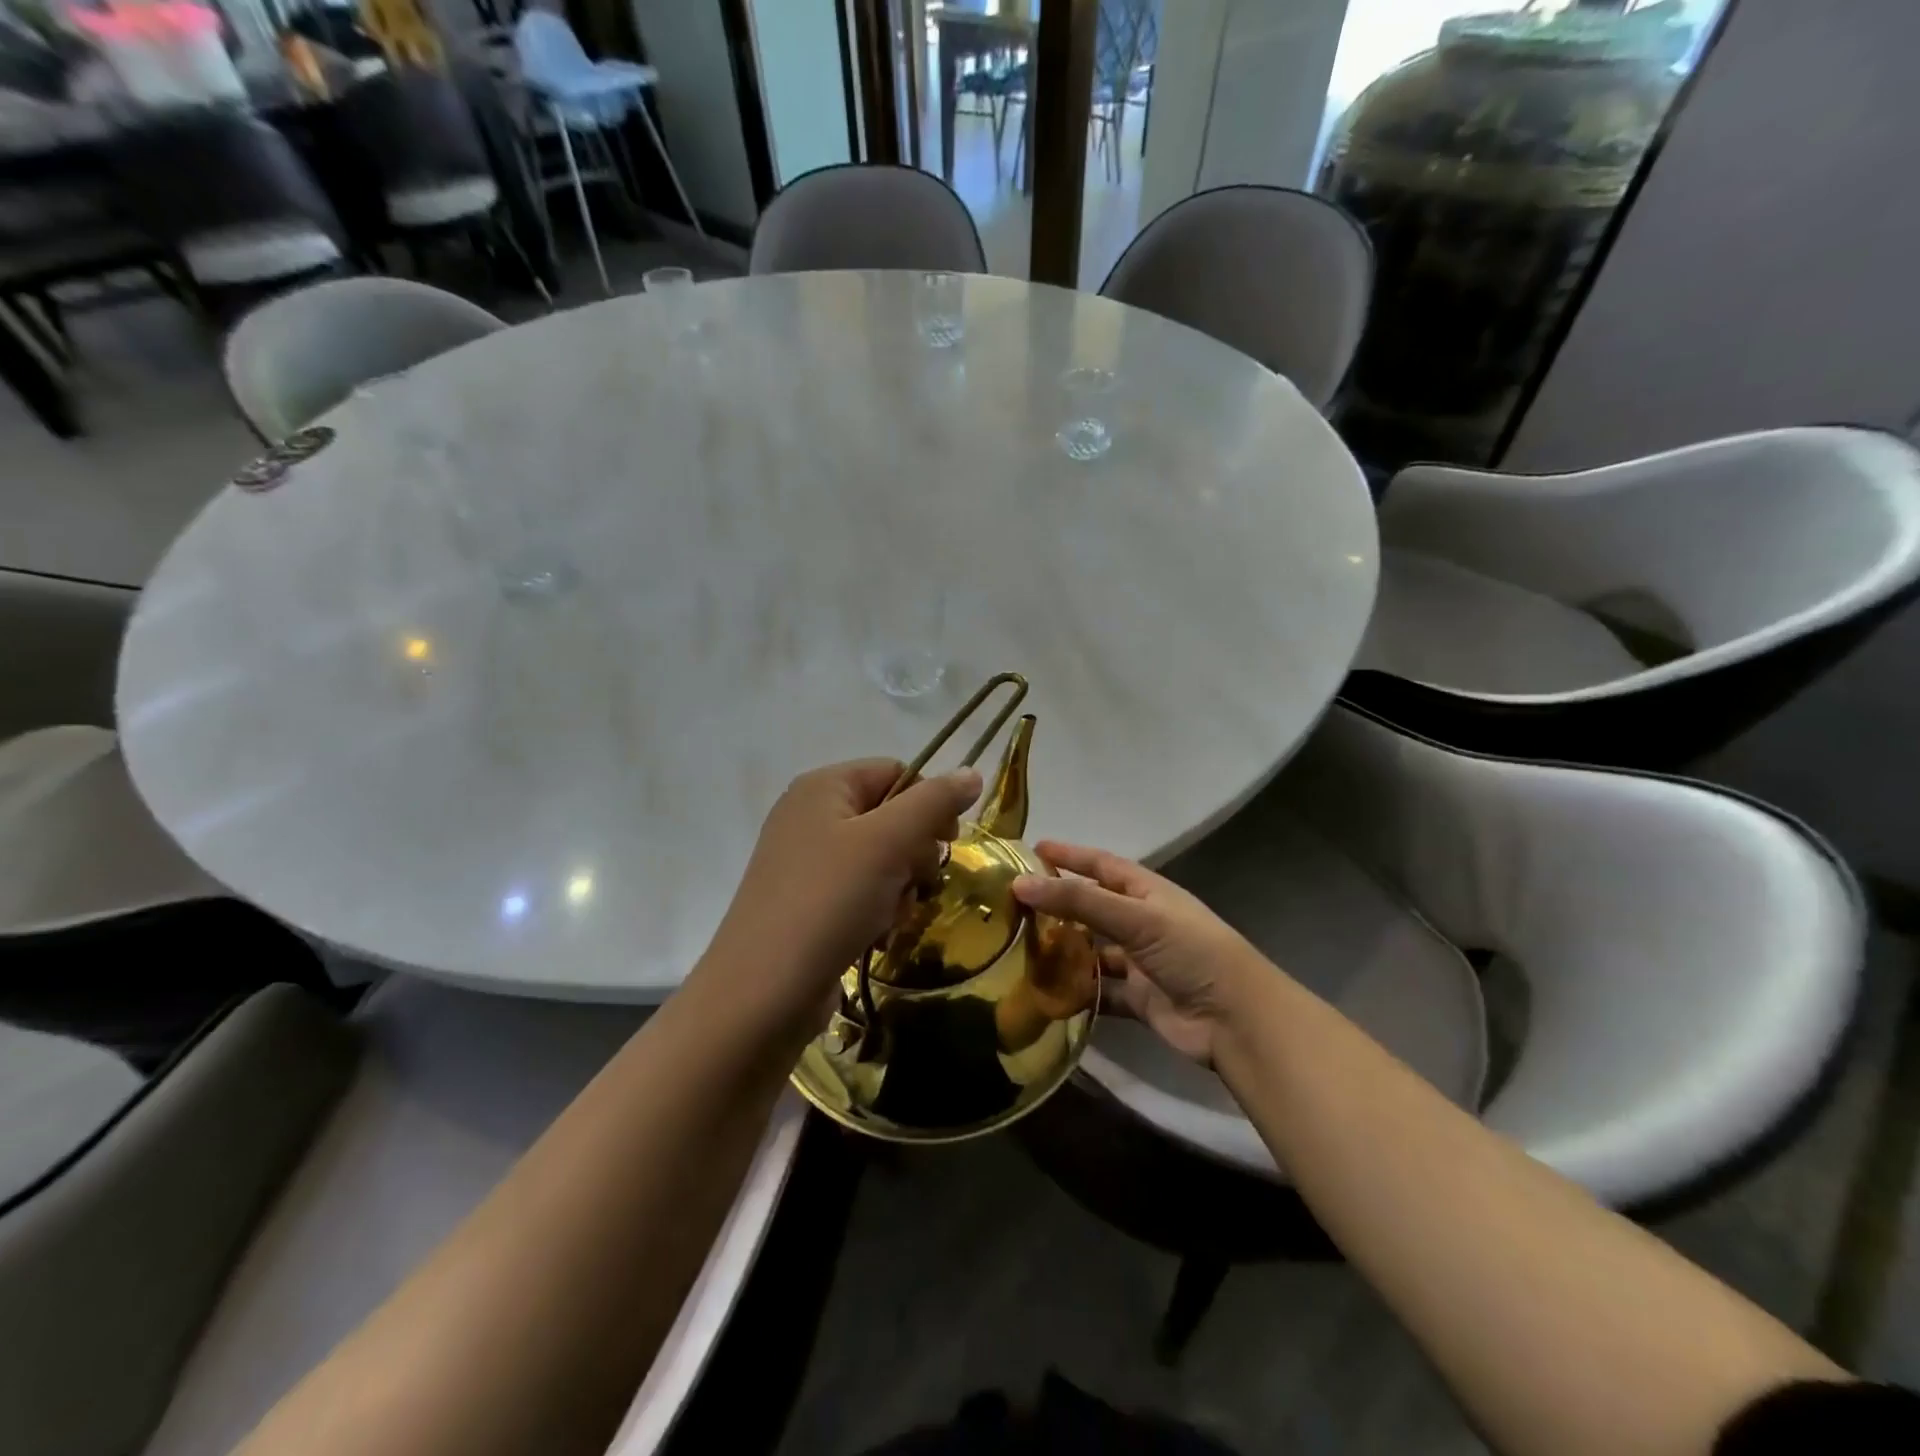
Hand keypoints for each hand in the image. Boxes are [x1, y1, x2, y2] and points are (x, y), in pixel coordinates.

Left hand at [699, 759, 982, 1037]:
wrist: (764, 993)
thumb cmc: (829, 901)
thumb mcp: (889, 841)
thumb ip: (934, 802)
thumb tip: (972, 772)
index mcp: (824, 787)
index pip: (896, 772)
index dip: (929, 802)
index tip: (948, 841)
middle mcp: (811, 816)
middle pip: (891, 816)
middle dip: (915, 852)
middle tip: (917, 882)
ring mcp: (806, 862)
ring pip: (883, 859)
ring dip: (901, 887)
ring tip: (892, 915)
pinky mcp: (809, 903)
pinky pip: (862, 892)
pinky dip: (878, 910)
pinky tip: (876, 934)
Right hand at [1012, 841, 1268, 1066]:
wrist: (1236, 1019)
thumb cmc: (1190, 950)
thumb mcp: (1135, 917)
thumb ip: (1078, 900)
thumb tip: (1020, 883)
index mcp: (1147, 892)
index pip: (1101, 864)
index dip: (1070, 855)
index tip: (1033, 849)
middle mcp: (1142, 922)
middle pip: (1092, 908)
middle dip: (1058, 905)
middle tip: (1012, 905)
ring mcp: (1140, 962)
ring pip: (1093, 951)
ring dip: (1064, 951)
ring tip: (1019, 949)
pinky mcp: (1138, 999)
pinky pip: (1100, 992)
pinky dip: (1078, 993)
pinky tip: (1045, 993)